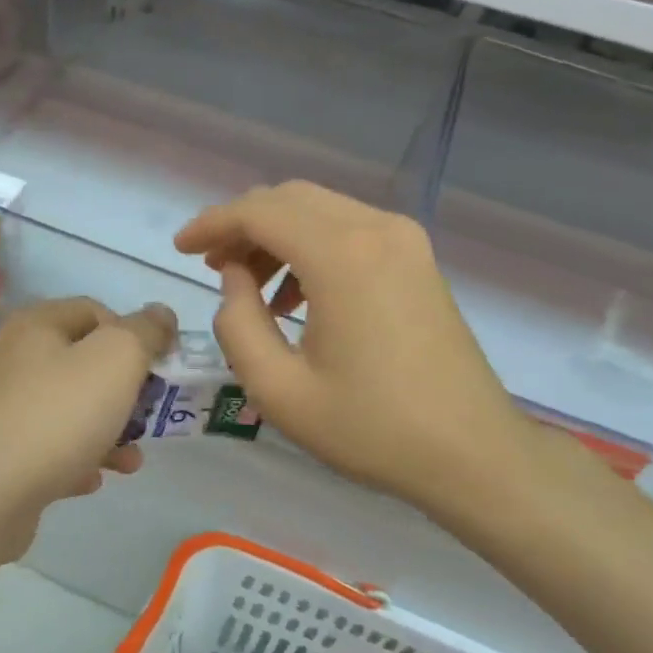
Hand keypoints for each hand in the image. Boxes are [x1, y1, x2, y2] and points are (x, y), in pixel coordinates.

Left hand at [0, 297, 177, 522]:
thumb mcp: (116, 360)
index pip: (95, 311)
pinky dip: (75, 459)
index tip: (157, 367)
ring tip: (131, 461)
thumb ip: (145, 332)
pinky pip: (47, 448)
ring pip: (68, 410)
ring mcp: (0, 409)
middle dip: (124, 390)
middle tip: (148, 415)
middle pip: (82, 363)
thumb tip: (161, 314)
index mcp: (35, 326)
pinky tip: (91, 479)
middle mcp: (12, 360)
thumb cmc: (56, 416)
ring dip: (107, 431)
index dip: (132, 333)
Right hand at [175, 182, 533, 519]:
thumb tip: (235, 278)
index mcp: (341, 256)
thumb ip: (237, 323)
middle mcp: (376, 229)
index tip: (180, 249)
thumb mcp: (279, 390)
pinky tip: (298, 296)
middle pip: (289, 199)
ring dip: (275, 235)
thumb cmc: (371, 428)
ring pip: (319, 210)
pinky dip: (310, 247)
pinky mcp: (417, 258)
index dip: (212, 224)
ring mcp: (404, 239)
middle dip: (241, 226)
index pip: (258, 212)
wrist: (471, 453)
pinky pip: (349, 230)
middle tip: (211, 267)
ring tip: (250, 287)